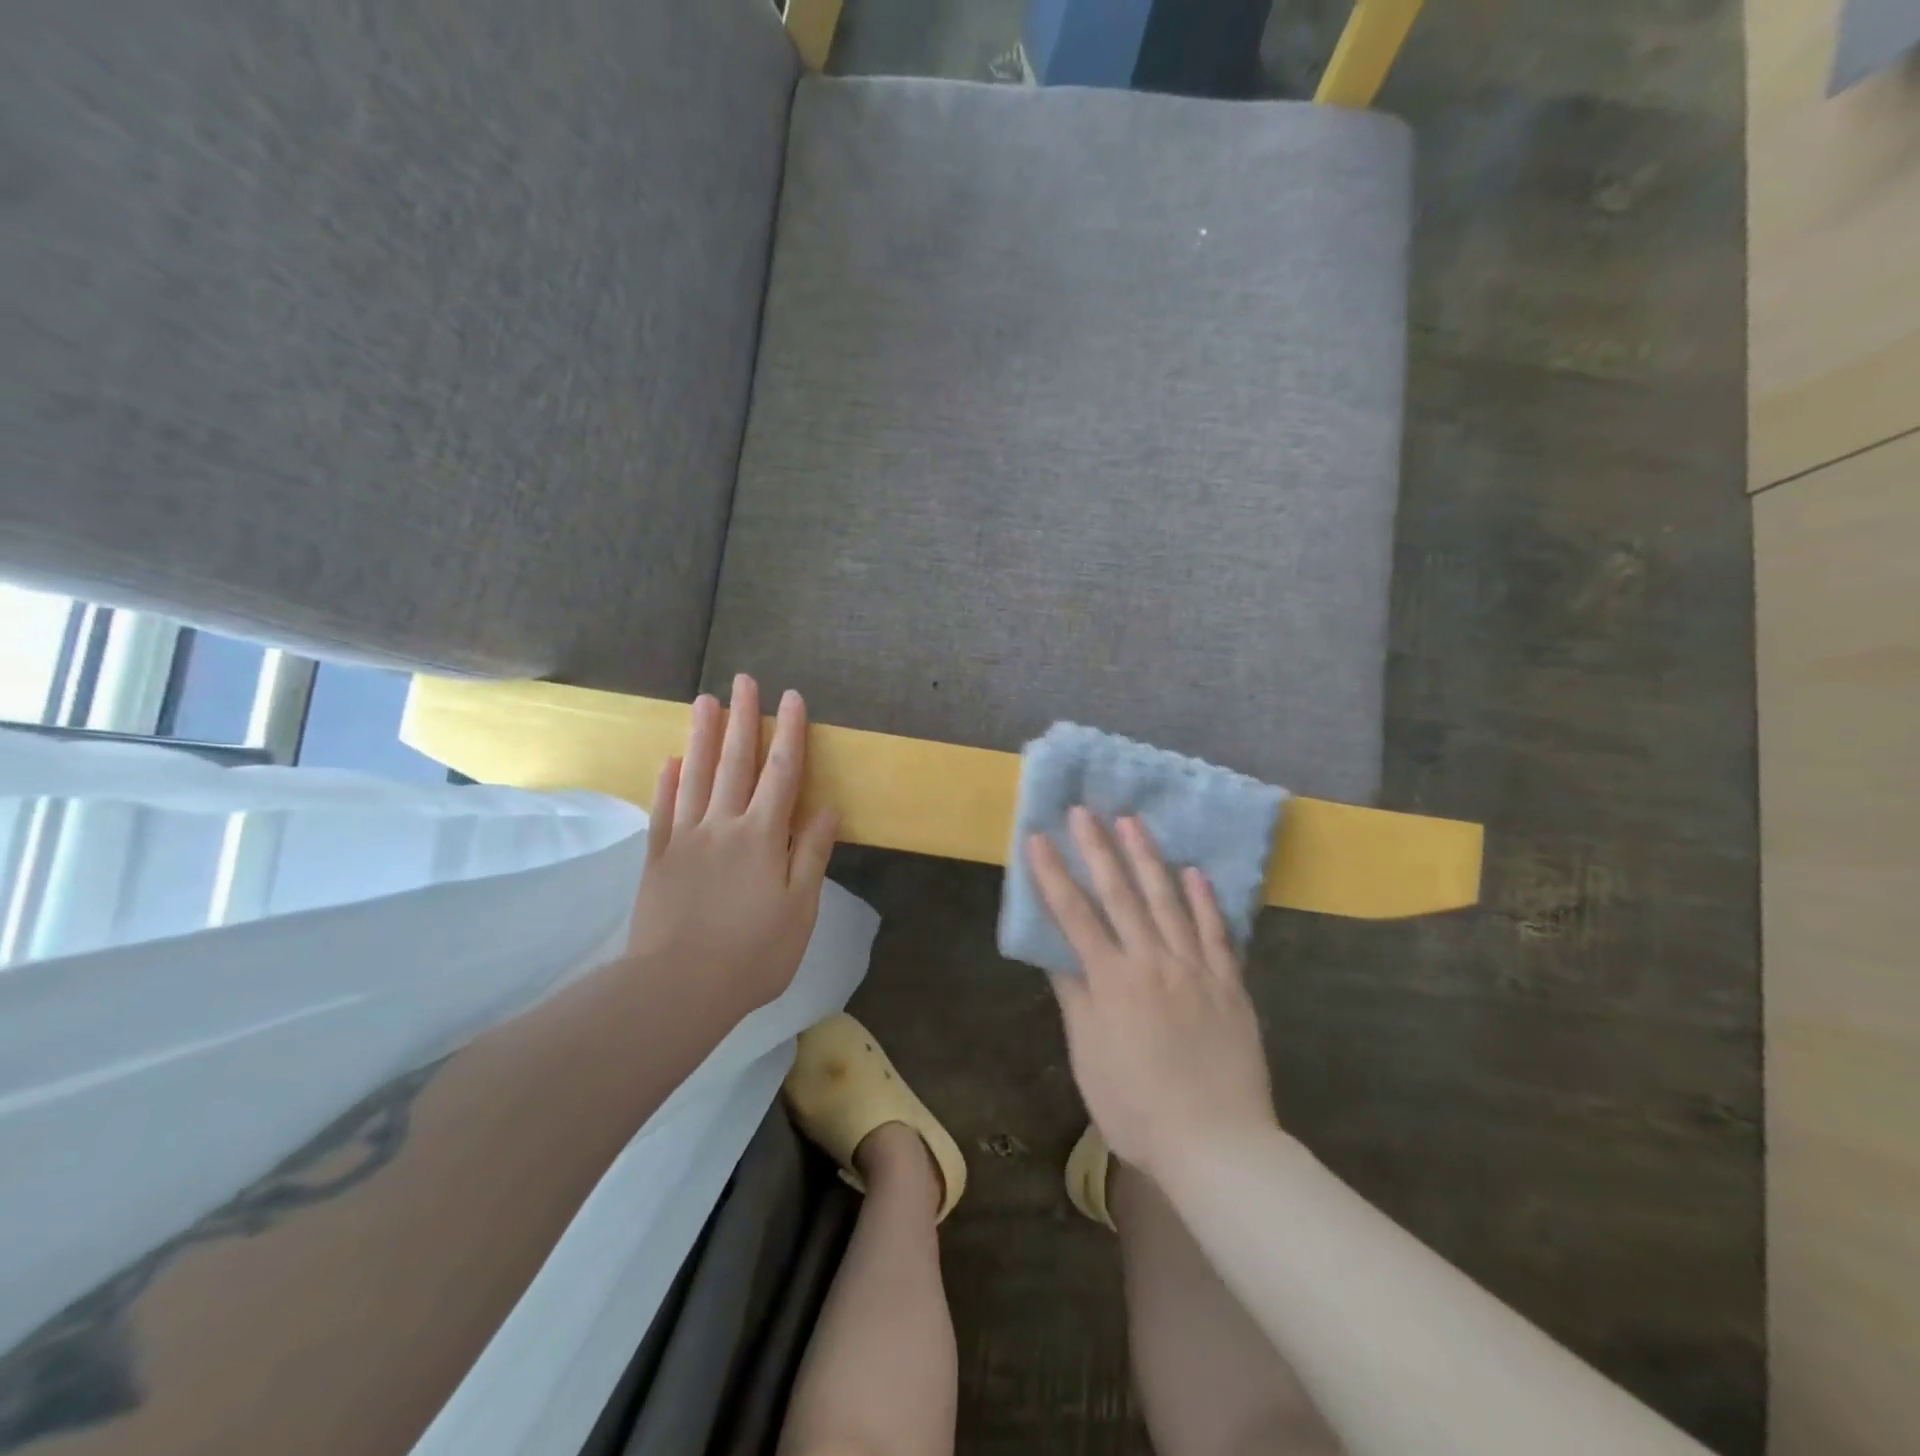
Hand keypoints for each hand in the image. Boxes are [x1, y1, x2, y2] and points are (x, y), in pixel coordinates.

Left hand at [627, 675, 837, 1026]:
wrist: (678, 988)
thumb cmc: (753, 953)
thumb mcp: (799, 908)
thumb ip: (810, 854)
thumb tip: (825, 809)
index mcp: (763, 836)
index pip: (782, 773)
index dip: (790, 733)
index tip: (792, 698)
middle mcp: (724, 825)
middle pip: (736, 762)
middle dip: (743, 718)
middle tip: (744, 680)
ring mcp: (686, 838)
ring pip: (695, 775)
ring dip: (702, 735)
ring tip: (705, 700)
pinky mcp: (657, 858)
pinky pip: (663, 810)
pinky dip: (666, 782)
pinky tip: (669, 760)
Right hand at [1028, 809, 1277, 1184]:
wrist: (1215, 1143)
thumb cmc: (1136, 1107)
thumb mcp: (1089, 1056)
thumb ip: (1074, 997)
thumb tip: (1056, 952)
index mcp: (1111, 981)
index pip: (1074, 915)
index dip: (1053, 875)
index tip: (1037, 838)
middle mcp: (1151, 962)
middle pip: (1120, 895)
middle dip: (1098, 849)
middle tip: (1085, 811)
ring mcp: (1194, 968)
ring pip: (1168, 901)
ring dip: (1148, 858)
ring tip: (1133, 822)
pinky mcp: (1228, 983)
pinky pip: (1215, 932)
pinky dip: (1204, 900)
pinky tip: (1195, 871)